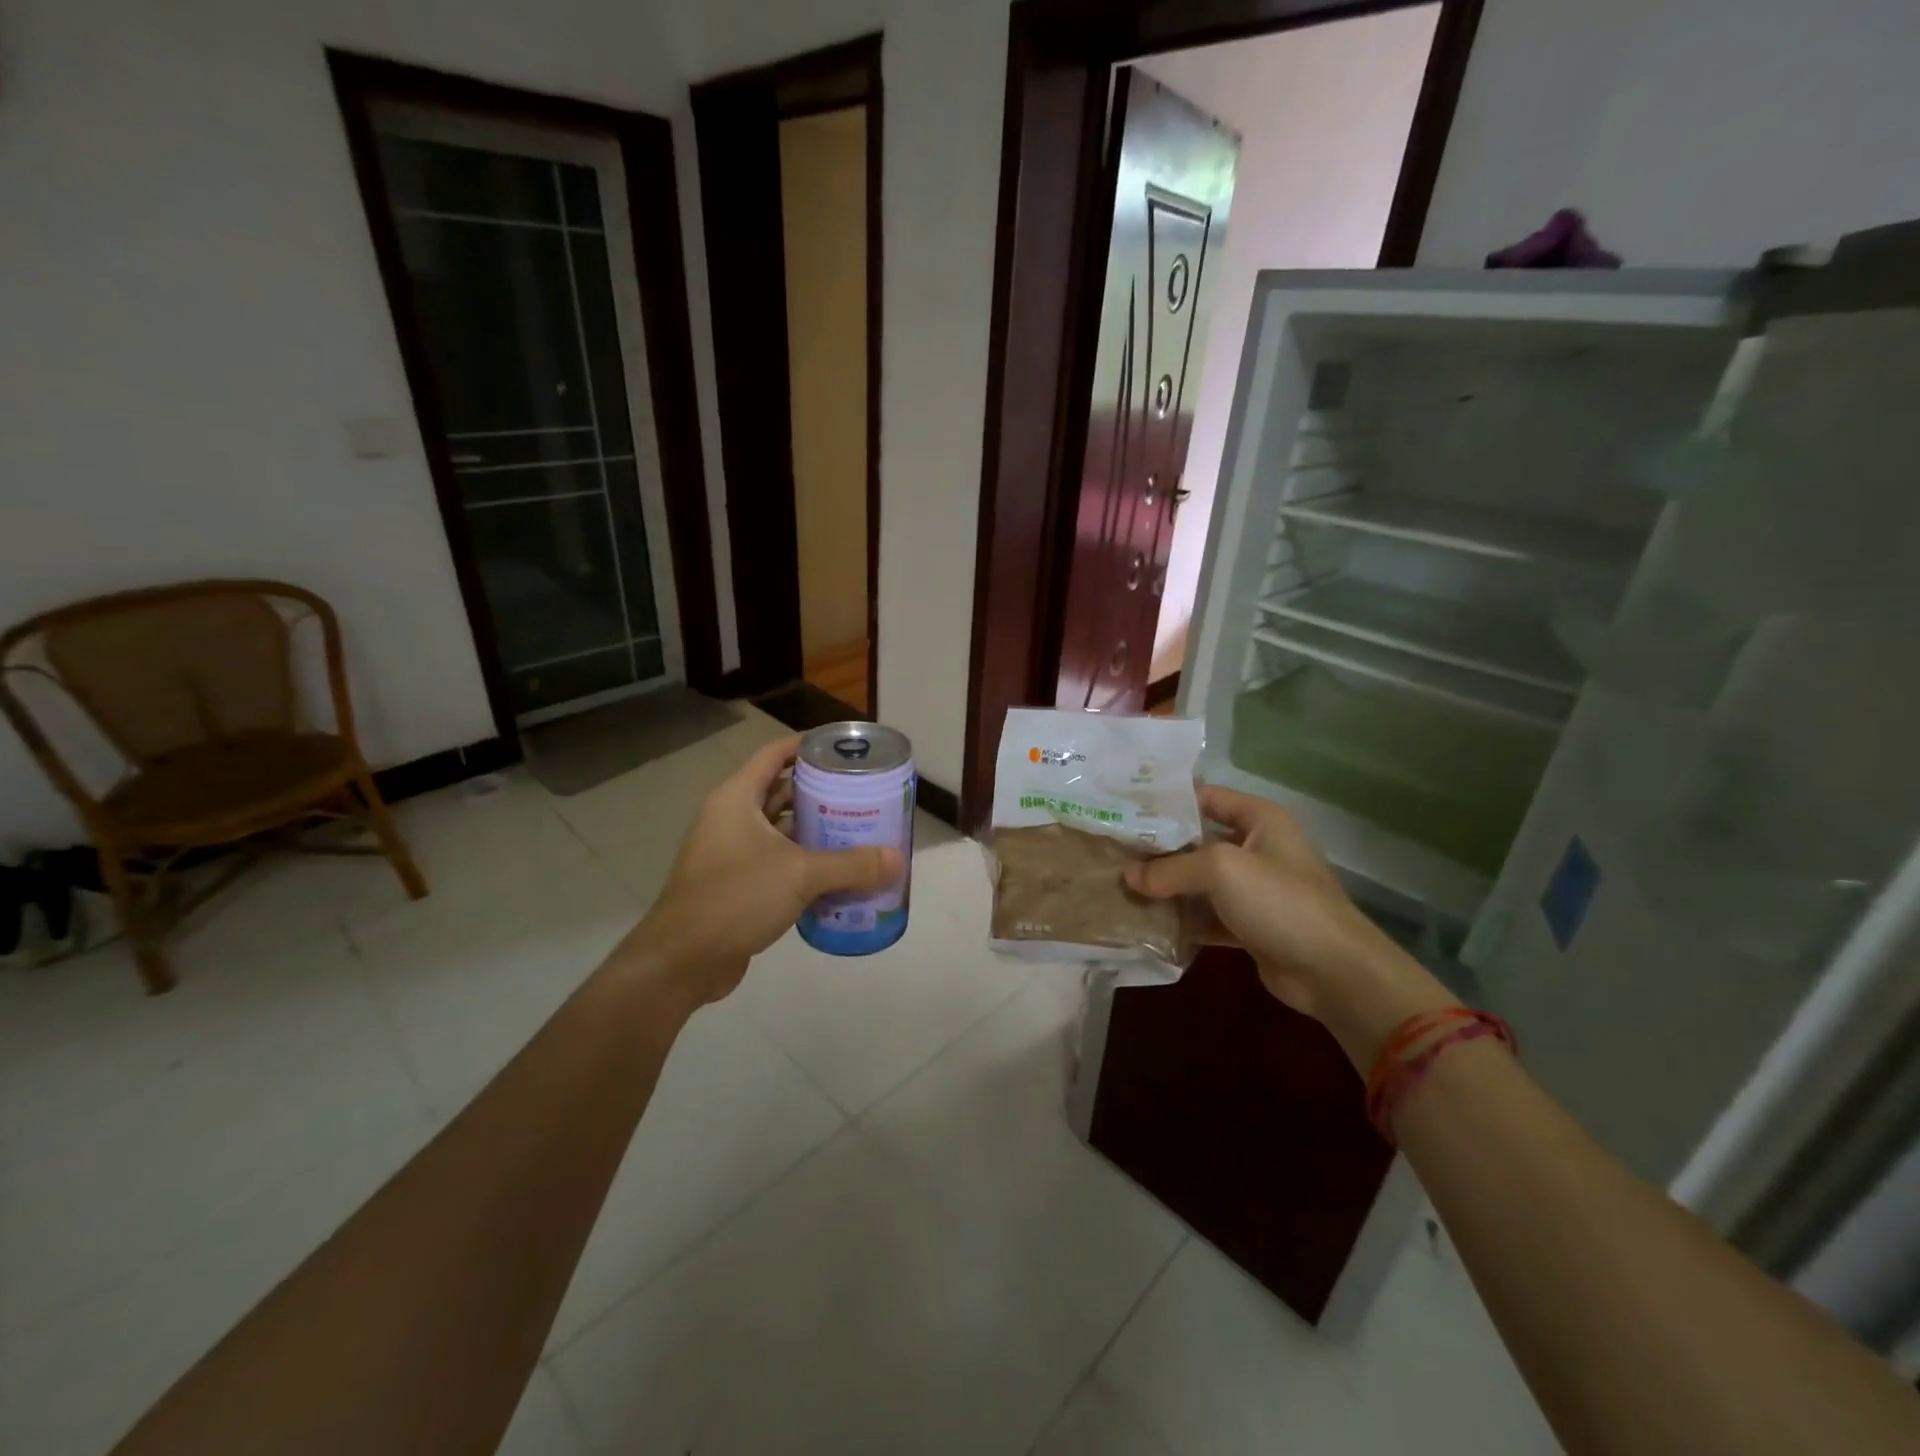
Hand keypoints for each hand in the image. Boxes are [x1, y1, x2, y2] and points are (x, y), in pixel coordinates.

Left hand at [618, 736, 902, 1007]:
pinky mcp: (738, 884)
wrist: (682, 961)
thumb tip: (898, 859)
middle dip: (822, 793)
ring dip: (816, 831)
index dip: (808, 746)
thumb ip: (851, 865)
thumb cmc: (735, 898)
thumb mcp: (799, 875)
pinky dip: (806, 863)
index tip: (845, 749)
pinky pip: (778, 862)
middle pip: (782, 792)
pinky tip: (839, 874)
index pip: (775, 754)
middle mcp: (732, 819)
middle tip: (864, 795)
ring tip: (860, 832)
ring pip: (782, 830)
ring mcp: (733, 853)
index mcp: (737, 799)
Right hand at [1124, 785, 1454, 1066]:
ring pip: (1200, 881)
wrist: (1334, 972)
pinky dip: (1183, 919)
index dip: (1167, 802)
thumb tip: (1128, 877)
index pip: (1206, 798)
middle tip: (1114, 851)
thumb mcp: (1221, 870)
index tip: (1125, 809)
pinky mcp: (1250, 925)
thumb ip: (1171, 869)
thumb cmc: (1280, 901)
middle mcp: (1258, 848)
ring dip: (1167, 886)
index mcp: (1260, 820)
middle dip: (1160, 848)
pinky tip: (1148, 922)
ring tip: (1122, 886)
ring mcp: (1255, 889)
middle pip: (1199, 840)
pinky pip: (1207, 915)